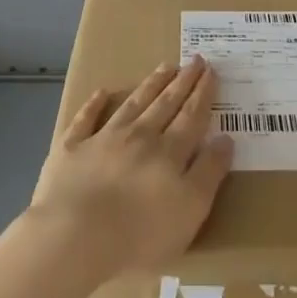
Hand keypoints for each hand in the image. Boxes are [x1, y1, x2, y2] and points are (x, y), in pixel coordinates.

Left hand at [29, 56, 232, 278]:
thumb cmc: (139, 235)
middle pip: (165, 104)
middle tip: (194, 59)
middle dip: (182, 81)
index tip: (211, 70)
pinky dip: (94, 104)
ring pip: (132, 104)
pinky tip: (102, 91)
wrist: (75, 237)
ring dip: (150, 85)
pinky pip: (85, 119)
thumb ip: (209, 173)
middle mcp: (139, 137)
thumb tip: (225, 139)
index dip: (203, 93)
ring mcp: (103, 139)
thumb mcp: (190, 211)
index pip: (191, 116)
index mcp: (169, 153)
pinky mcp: (72, 149)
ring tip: (165, 66)